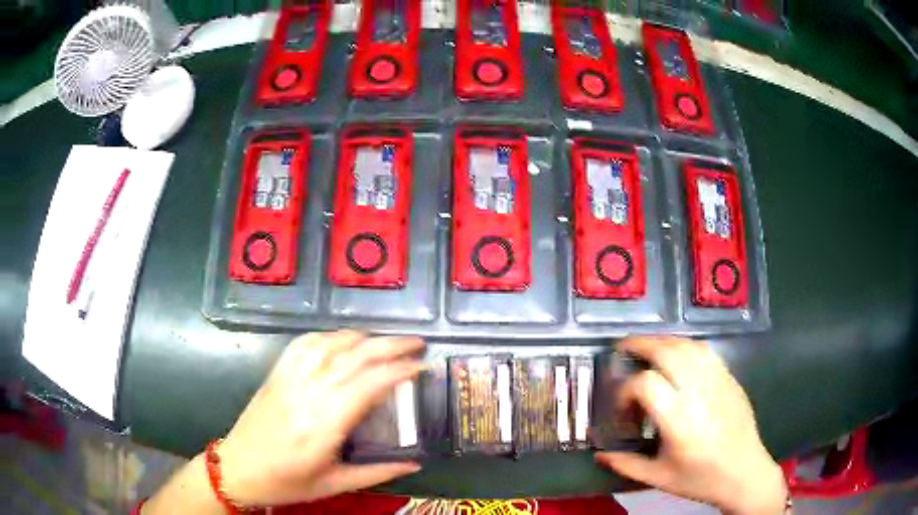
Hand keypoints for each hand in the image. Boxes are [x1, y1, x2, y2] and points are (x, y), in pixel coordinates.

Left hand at [218, 331, 425, 506]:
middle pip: (354, 356)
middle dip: (390, 345)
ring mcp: (289, 380)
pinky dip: (327, 336)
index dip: (400, 370)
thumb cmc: (287, 482)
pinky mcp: (276, 375)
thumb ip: (378, 472)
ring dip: (361, 337)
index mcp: (324, 424)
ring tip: (385, 341)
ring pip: (329, 344)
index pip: (369, 384)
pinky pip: (303, 345)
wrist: (238, 469)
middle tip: (416, 343)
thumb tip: (416, 463)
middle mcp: (308, 394)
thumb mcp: (335, 484)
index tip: (423, 366)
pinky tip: (342, 339)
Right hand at [595, 337, 786, 514]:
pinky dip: (685, 345)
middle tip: (622, 348)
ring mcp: (718, 381)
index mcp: (680, 420)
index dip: (625, 389)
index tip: (621, 407)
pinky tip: (677, 354)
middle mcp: (699, 393)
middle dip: (640, 345)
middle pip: (667, 352)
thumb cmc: (700, 479)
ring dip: (663, 341)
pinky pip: (705, 351)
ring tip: (647, 347)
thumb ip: (626, 464)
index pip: (646, 384)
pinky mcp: (730, 378)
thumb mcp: (658, 478)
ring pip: (688, 345)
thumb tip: (598, 454)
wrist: (744, 472)